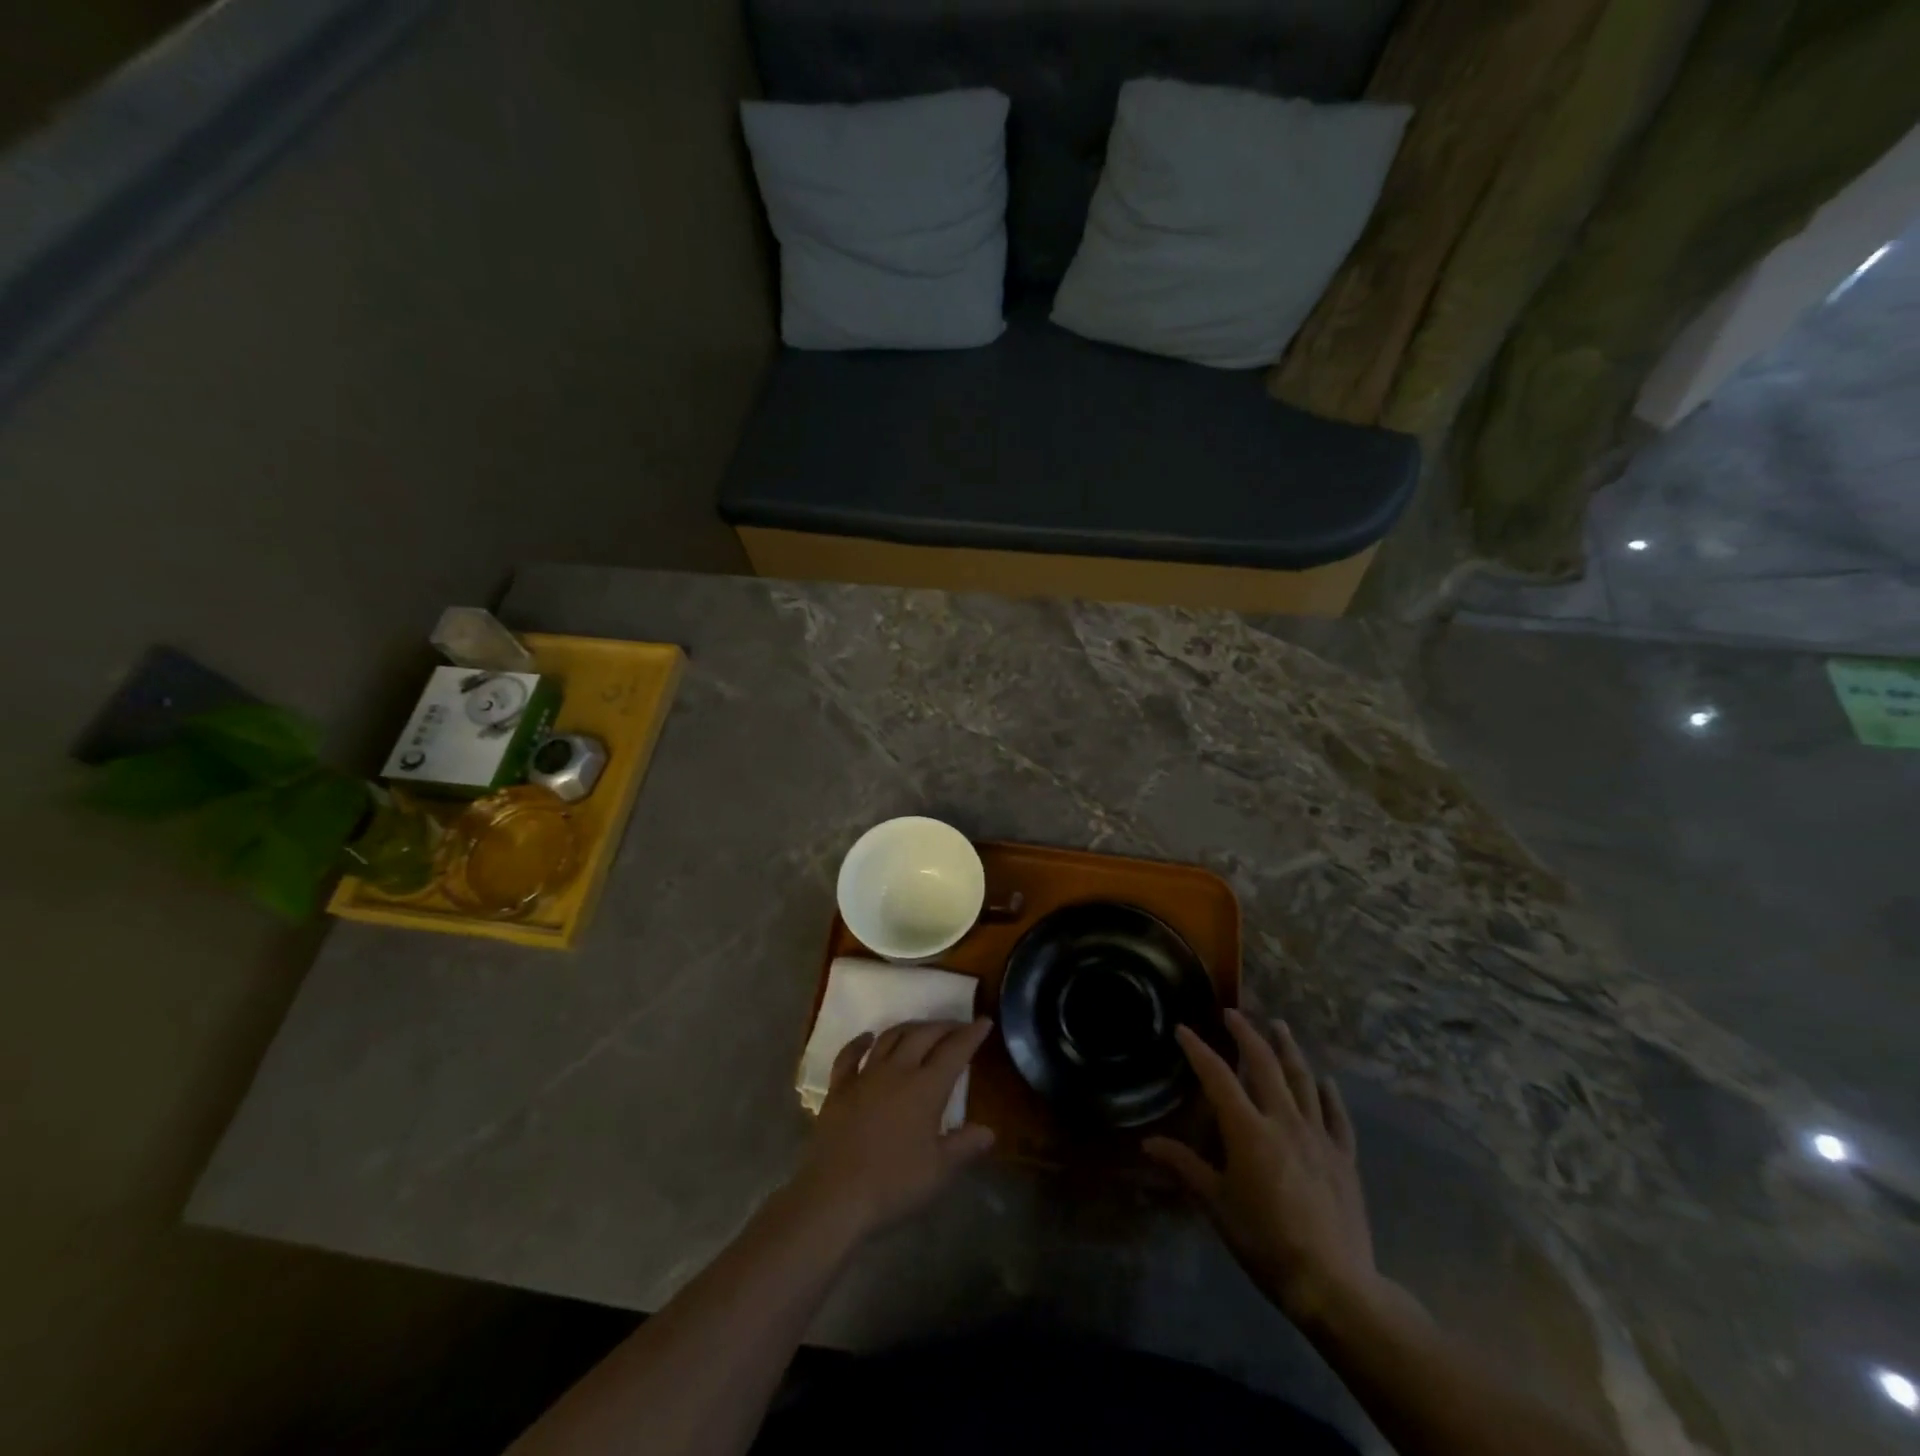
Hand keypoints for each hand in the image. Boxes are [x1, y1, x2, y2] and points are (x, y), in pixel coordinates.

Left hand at [789, 1019, 995, 1241]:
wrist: (835, 1195)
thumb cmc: (893, 1184)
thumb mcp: (939, 1171)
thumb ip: (964, 1146)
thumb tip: (989, 1131)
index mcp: (926, 1088)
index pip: (955, 1051)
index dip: (971, 1034)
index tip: (984, 1021)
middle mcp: (897, 1071)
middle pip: (923, 1035)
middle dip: (944, 1026)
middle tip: (957, 1026)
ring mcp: (865, 1076)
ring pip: (890, 1037)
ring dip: (909, 1028)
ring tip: (921, 1029)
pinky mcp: (839, 1088)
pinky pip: (849, 1055)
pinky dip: (860, 1042)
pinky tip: (867, 1037)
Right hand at [1144, 1010, 1378, 1325]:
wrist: (1334, 1284)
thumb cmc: (1264, 1242)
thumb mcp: (1216, 1205)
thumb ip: (1184, 1167)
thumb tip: (1148, 1145)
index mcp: (1248, 1130)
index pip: (1217, 1076)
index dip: (1198, 1050)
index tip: (1183, 1030)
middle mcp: (1283, 1121)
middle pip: (1264, 1064)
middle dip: (1246, 1034)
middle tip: (1233, 1014)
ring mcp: (1318, 1137)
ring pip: (1302, 1080)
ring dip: (1288, 1049)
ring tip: (1278, 1025)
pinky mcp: (1344, 1158)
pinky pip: (1336, 1116)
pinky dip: (1329, 1095)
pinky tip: (1326, 1081)